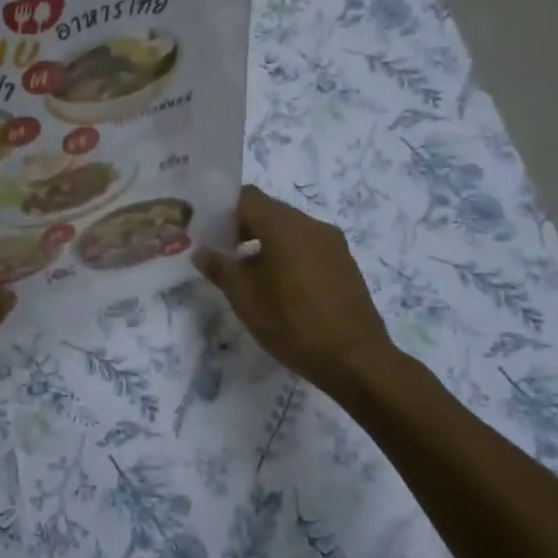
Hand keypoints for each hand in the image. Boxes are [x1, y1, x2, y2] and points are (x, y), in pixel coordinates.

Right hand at [193, 185, 397, 392]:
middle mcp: (311, 225)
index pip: (247, 197)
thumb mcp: (245, 298)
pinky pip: (307, 246)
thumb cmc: (292, 323)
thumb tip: (202, 251)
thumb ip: (220, 268)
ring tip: (247, 275)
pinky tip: (278, 287)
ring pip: (289, 230)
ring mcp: (332, 243)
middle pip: (269, 211)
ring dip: (264, 243)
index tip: (207, 232)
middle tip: (221, 255)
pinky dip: (287, 255)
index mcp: (284, 226)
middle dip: (242, 228)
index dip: (222, 210)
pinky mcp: (344, 263)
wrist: (355, 359)